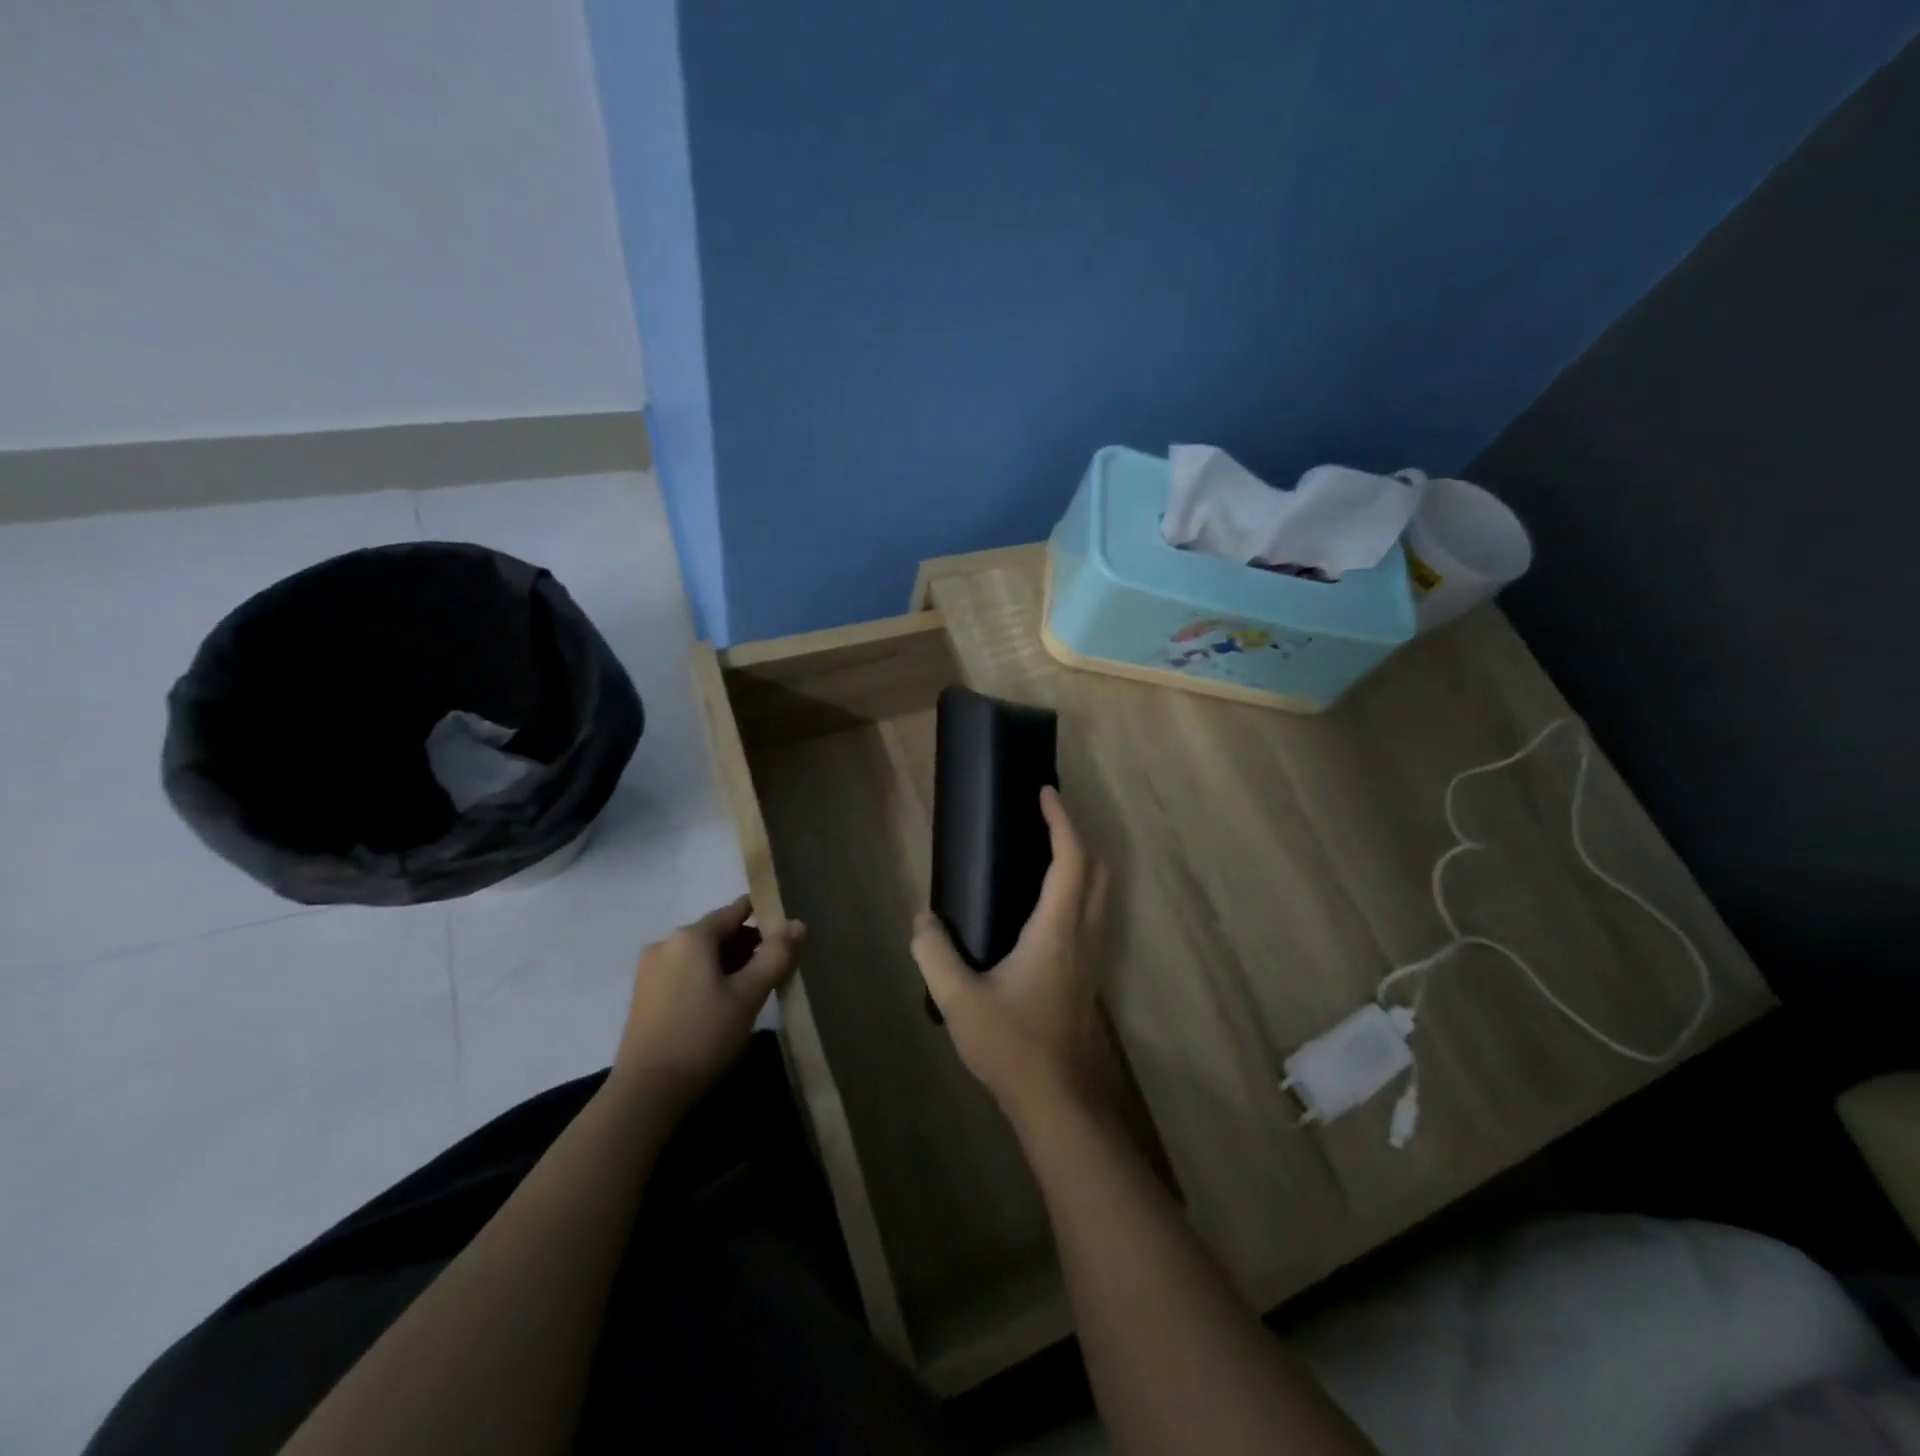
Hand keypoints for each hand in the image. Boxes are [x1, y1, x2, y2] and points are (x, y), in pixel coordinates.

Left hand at [612, 896, 802, 1110]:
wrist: (646, 1092)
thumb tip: (798, 924)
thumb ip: (776, 955)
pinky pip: (684, 972)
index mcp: (691, 936)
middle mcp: (666, 943)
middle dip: (747, 946)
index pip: (736, 911)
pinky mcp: (643, 994)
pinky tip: (720, 1005)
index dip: (765, 918)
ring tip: (750, 991)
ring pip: (700, 954)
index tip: (787, 935)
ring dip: (727, 964)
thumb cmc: (703, 1036)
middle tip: (773, 971)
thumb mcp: (748, 995)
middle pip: (717, 932)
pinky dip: (706, 978)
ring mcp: (650, 969)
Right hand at [911, 787, 1106, 1122]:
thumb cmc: (1012, 1046)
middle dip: (1075, 834)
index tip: (1045, 792)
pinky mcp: (1089, 975)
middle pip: (1096, 869)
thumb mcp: (959, 1000)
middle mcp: (1083, 935)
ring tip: (1043, 853)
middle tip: (1044, 818)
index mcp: (1057, 930)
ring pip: (1100, 893)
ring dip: (1080, 862)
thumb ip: (935, 954)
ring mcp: (1092, 956)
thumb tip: (923, 921)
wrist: (1058, 1102)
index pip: (1071, 859)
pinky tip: (1043, 907)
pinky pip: (1092, 914)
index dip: (1061, 820)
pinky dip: (1077, 889)